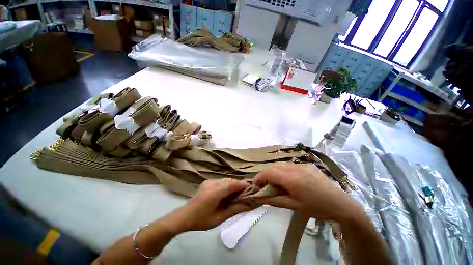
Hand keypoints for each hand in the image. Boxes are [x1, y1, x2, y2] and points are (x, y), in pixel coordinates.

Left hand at [172, 179, 251, 231]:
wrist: (184, 216)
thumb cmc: (202, 220)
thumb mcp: (219, 218)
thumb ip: (235, 209)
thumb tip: (249, 205)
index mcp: (215, 192)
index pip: (232, 184)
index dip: (243, 185)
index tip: (252, 189)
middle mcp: (212, 183)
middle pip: (230, 180)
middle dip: (239, 185)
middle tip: (247, 192)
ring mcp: (209, 181)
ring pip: (226, 180)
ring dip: (234, 184)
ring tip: (239, 193)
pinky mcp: (208, 182)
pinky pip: (221, 181)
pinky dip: (227, 185)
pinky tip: (228, 192)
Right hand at [253, 165, 363, 221]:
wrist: (341, 204)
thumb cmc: (316, 208)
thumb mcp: (293, 206)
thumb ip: (273, 200)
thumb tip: (257, 197)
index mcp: (292, 179)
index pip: (268, 172)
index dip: (259, 177)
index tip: (255, 185)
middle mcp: (295, 167)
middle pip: (273, 167)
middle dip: (266, 175)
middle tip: (265, 186)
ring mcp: (302, 164)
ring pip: (281, 166)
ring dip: (275, 173)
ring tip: (277, 184)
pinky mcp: (307, 164)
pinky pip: (290, 166)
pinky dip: (284, 172)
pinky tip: (290, 181)